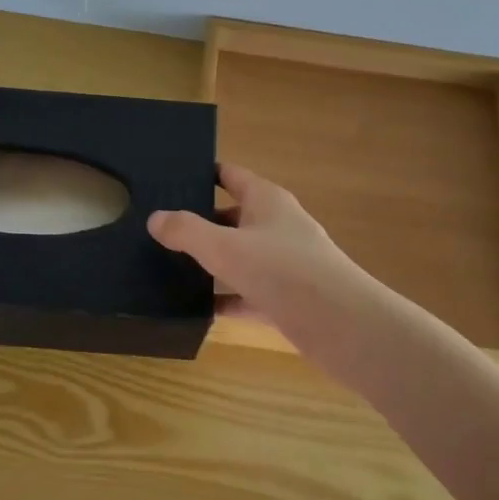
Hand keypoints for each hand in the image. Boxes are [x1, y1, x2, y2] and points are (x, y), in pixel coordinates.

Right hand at [147, 162, 375, 343]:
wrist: (342, 326)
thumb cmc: (283, 271)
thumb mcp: (225, 247)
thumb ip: (186, 231)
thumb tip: (155, 218)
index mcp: (267, 201)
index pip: (232, 175)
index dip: (204, 173)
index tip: (173, 178)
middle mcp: (278, 226)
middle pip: (234, 216)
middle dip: (202, 220)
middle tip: (161, 227)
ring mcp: (285, 264)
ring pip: (241, 256)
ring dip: (213, 261)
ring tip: (170, 265)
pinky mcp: (288, 299)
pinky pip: (249, 294)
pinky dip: (227, 298)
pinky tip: (199, 309)